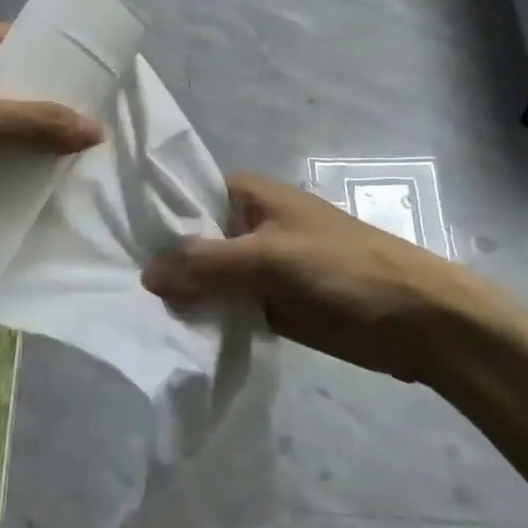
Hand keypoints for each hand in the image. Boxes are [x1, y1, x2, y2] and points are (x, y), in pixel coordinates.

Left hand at [0, 22, 101, 268]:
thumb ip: (36, 121)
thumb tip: (97, 129)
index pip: (12, 39)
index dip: (51, 58)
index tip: (93, 86)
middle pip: (1, 85)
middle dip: (40, 109)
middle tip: (86, 135)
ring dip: (16, 146)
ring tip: (64, 168)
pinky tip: (19, 193)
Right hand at [141, 173, 527, 387]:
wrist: (418, 321)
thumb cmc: (345, 269)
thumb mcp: (270, 258)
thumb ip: (206, 264)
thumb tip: (146, 275)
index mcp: (251, 195)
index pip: (187, 195)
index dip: (152, 214)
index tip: (109, 236)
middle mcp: (250, 226)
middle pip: (193, 240)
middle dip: (161, 259)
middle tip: (108, 281)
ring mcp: (260, 268)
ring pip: (208, 277)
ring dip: (181, 293)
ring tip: (127, 310)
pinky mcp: (271, 304)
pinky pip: (227, 307)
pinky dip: (205, 318)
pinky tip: (169, 332)